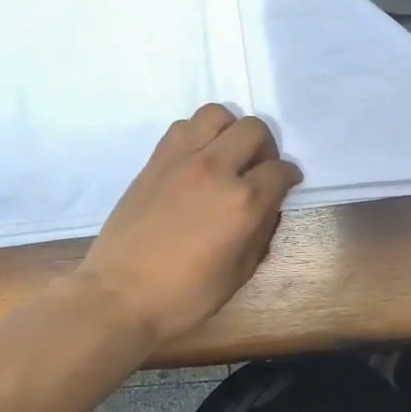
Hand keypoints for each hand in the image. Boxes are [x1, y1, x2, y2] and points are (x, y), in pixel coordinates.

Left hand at [78, 105, 302, 347]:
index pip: (280, 171)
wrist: (120, 295)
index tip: (287, 184)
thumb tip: (267, 209)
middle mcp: (216, 170)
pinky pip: (183, 127)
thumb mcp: (239, 274)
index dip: (290, 177)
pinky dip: (199, 135)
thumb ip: (260, 234)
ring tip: (228, 156)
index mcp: (243, 203)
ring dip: (230, 131)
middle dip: (266, 148)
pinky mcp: (155, 161)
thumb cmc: (185, 296)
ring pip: (217, 115)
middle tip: (259, 169)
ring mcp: (182, 160)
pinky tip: (198, 160)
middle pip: (254, 130)